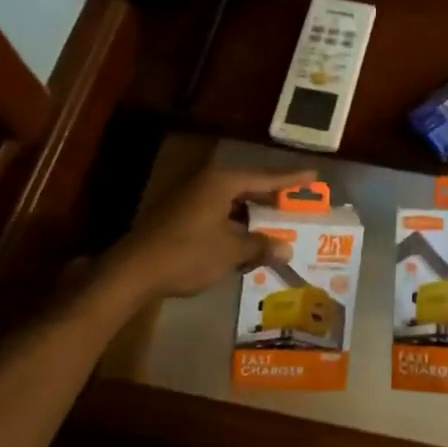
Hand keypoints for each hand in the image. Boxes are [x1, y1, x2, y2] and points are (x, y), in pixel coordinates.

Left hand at [105, 161, 316, 302]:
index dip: (291, 179)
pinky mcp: (178, 213)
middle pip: (248, 186)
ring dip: (252, 213)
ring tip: (275, 223)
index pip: (265, 177)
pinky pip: (217, 211)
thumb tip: (286, 248)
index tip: (314, 176)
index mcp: (222, 182)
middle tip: (297, 202)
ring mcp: (189, 196)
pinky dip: (234, 222)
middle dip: (272, 197)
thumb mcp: (230, 251)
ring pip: (231, 200)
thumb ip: (260, 245)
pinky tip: (244, 238)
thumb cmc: (187, 254)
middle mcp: (206, 181)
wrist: (133, 271)